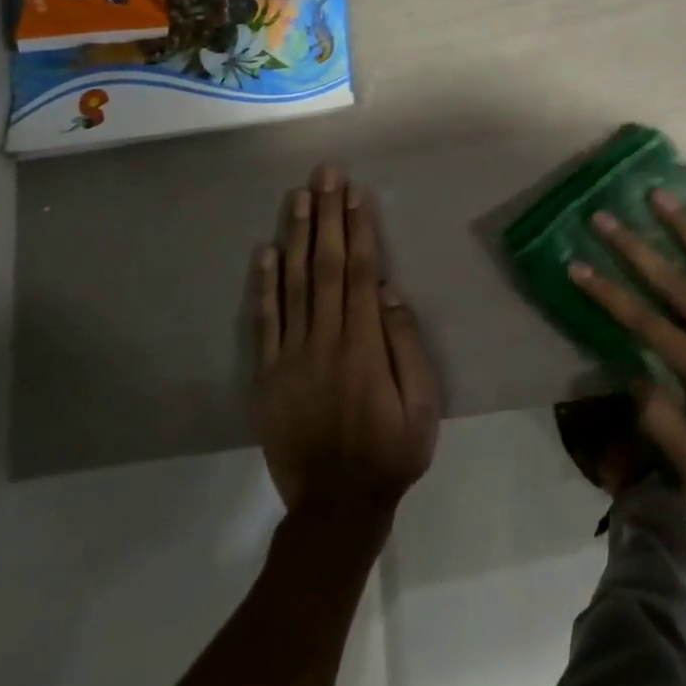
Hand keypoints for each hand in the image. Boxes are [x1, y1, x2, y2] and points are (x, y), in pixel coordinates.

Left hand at [253, 167, 440, 520]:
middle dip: (326, 216)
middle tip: (325, 175)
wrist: (337, 509)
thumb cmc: (392, 452)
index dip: (357, 229)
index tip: (355, 193)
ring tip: (297, 197)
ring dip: (295, 237)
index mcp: (364, 345)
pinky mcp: (267, 377)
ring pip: (292, 284)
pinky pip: (263, 324)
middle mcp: (324, 341)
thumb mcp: (423, 404)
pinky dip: (263, 286)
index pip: (359, 272)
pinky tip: (265, 252)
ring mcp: (290, 358)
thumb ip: (405, 345)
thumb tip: (387, 292)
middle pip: (324, 266)